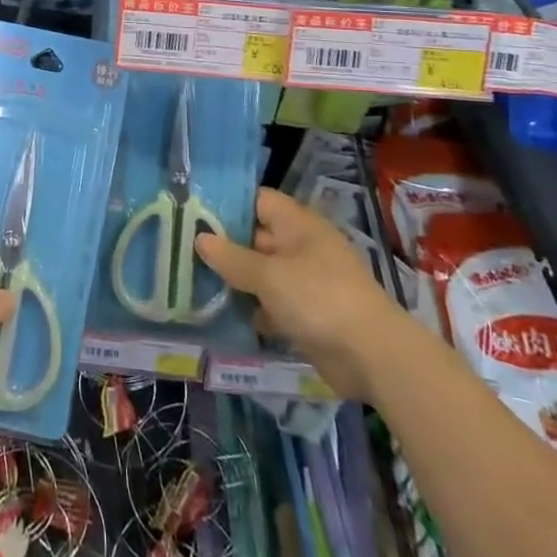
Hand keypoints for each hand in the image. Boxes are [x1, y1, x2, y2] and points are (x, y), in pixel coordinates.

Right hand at [195, 188, 407, 399]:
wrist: (372, 356)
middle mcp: (301, 246)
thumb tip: (199, 238)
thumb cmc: (318, 298)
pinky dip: (253, 309)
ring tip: (195, 283)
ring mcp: (306, 281)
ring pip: (262, 273)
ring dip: (236, 281)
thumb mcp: (268, 276)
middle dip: (224, 246)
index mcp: (297, 224)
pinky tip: (224, 316)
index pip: (257, 200)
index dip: (227, 205)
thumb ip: (231, 258)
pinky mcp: (308, 313)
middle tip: (183, 251)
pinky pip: (273, 303)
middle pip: (256, 237)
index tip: (193, 214)